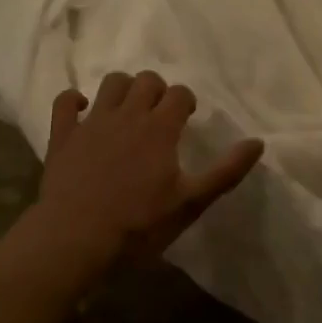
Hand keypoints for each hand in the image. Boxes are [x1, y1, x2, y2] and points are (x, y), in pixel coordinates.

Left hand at [33, 71, 263, 273]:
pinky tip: (83, 111)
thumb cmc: (137, 225)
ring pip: (111, 82)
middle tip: (159, 114)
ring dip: (123, 88)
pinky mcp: (63, 136)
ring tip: (128, 109)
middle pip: (146, 80)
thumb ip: (225, 171)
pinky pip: (64, 102)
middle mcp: (128, 114)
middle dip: (156, 90)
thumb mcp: (190, 203)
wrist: (74, 242)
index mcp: (160, 128)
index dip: (185, 101)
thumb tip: (258, 142)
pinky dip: (74, 100)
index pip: (179, 93)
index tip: (186, 118)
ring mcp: (92, 122)